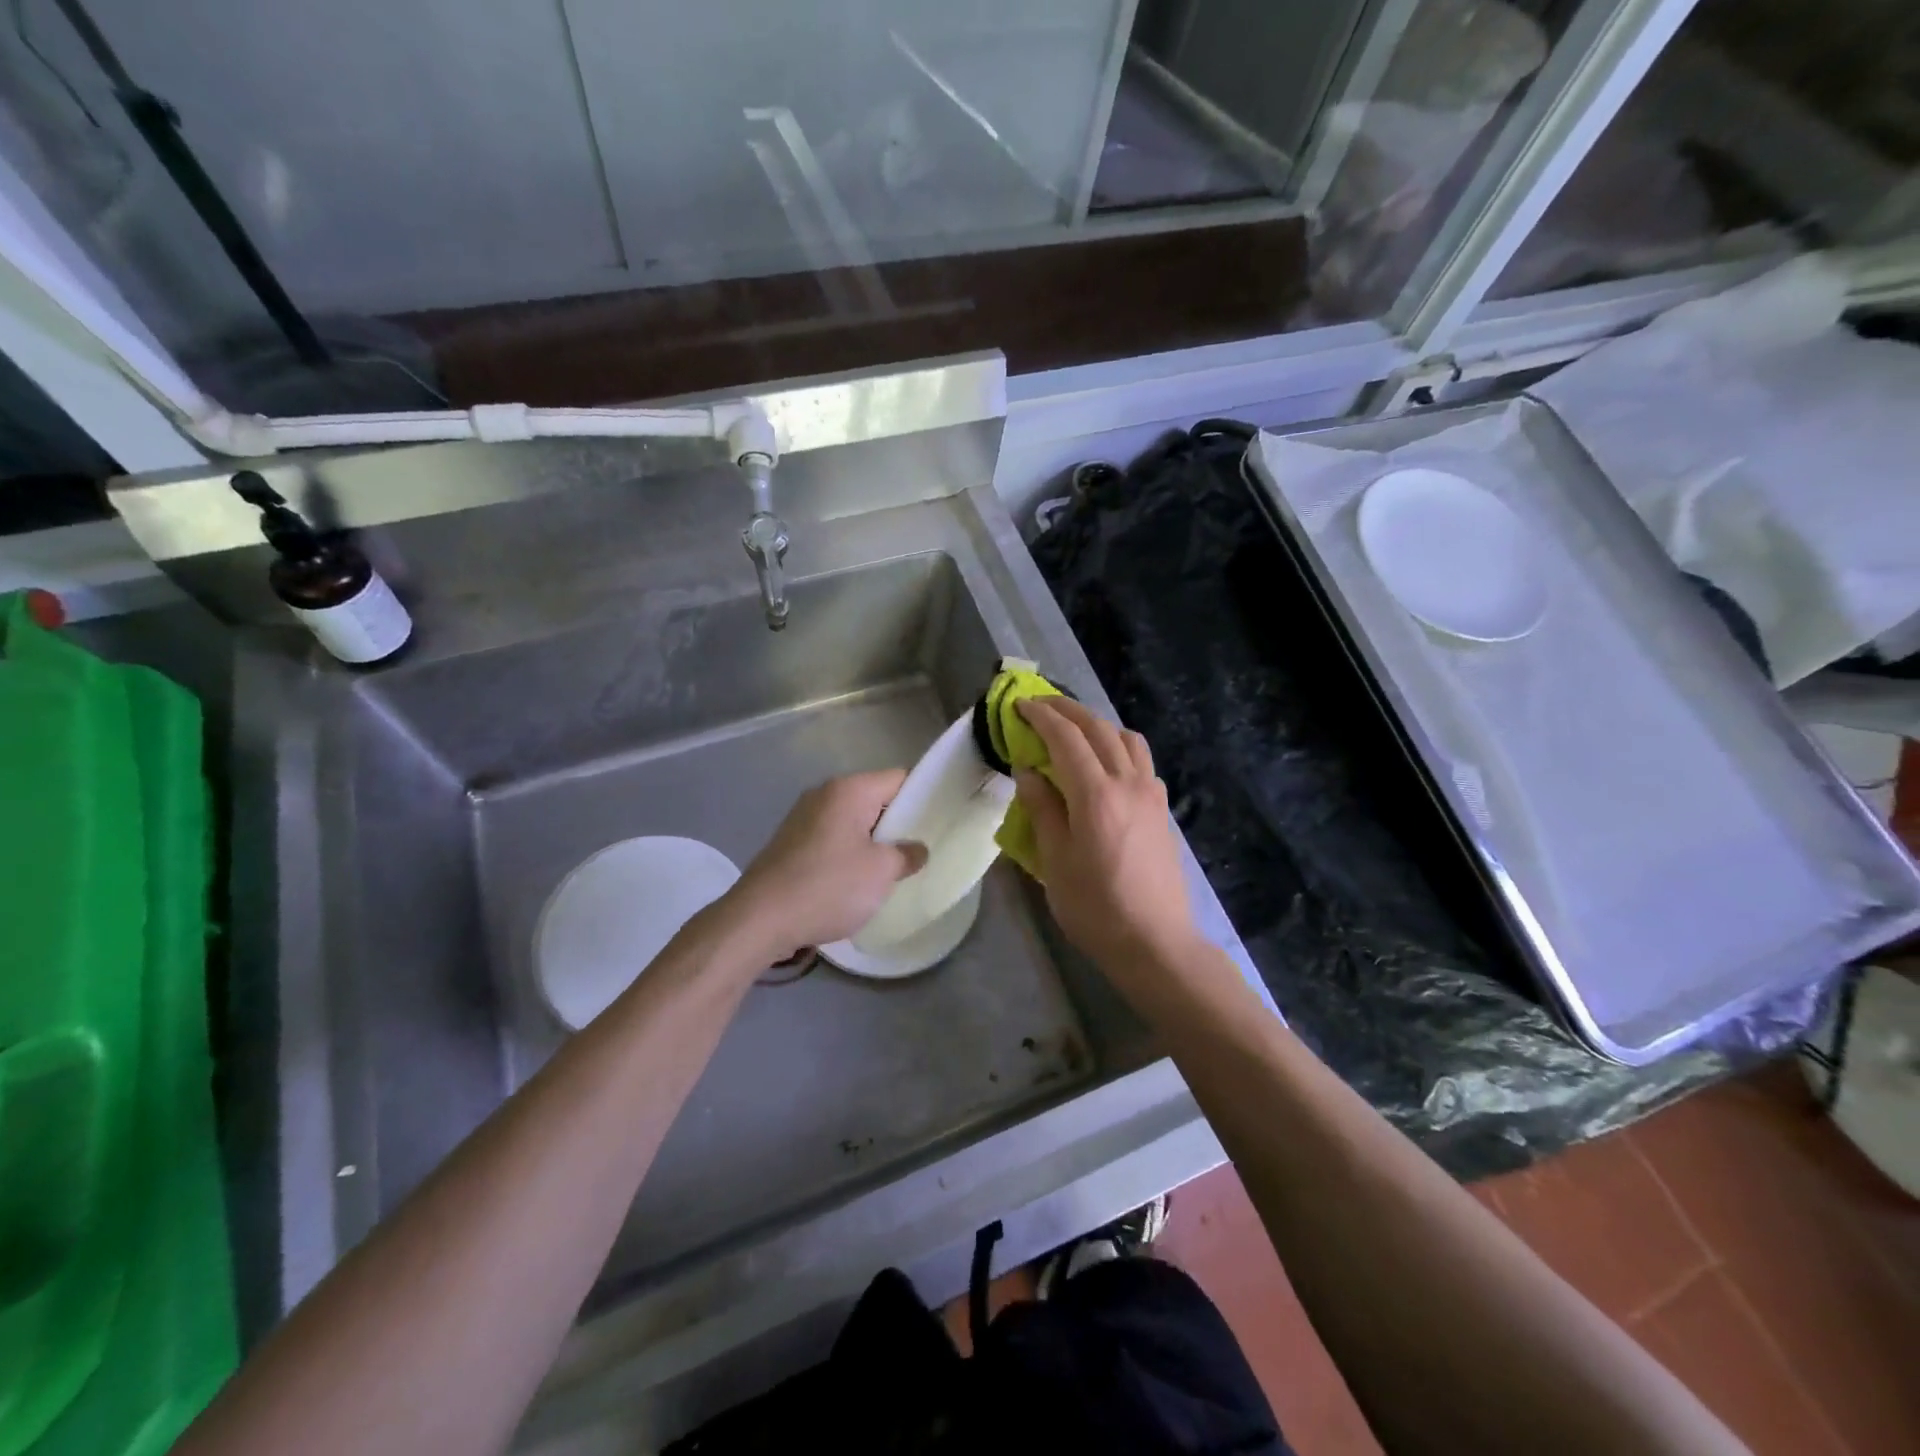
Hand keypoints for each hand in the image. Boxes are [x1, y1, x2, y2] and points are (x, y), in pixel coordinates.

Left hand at [723, 770, 926, 962]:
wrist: (759, 919)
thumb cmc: (828, 886)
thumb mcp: (881, 872)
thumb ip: (907, 854)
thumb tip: (916, 849)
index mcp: (849, 790)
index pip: (899, 779)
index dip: (923, 797)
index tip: (939, 822)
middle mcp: (824, 794)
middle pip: (875, 799)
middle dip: (898, 824)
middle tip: (920, 850)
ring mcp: (803, 817)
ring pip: (853, 821)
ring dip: (872, 842)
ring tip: (892, 869)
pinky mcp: (790, 842)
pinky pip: (832, 839)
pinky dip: (848, 853)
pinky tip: (856, 881)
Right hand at [1014, 698, 1198, 974]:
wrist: (1155, 942)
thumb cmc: (1095, 908)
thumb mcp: (1055, 862)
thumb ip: (1042, 809)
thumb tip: (1028, 770)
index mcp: (1096, 795)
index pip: (1066, 738)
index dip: (1041, 716)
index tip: (1020, 705)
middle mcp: (1128, 783)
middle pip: (1098, 728)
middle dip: (1067, 710)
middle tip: (1040, 705)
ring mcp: (1151, 794)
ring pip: (1126, 738)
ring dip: (1097, 724)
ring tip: (1073, 731)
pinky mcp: (1162, 809)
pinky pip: (1141, 761)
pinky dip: (1118, 747)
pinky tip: (1105, 766)